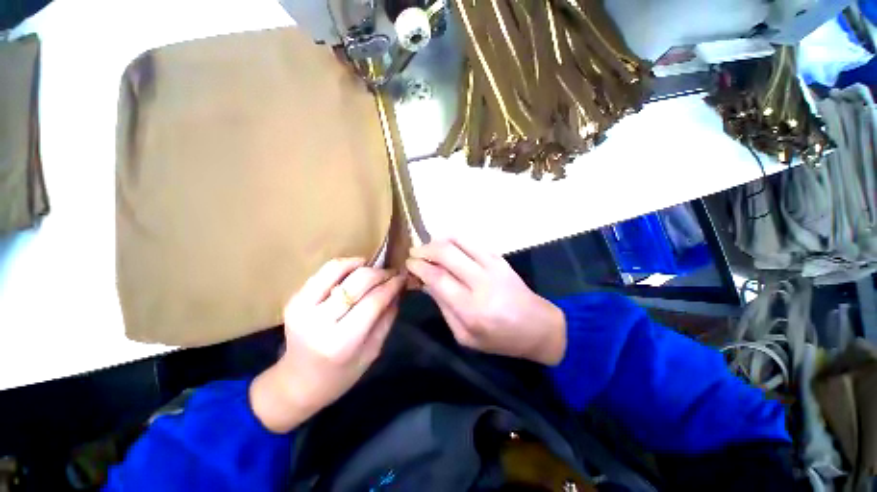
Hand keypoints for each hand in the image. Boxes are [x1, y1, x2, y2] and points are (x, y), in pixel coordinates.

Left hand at [250, 258, 405, 432]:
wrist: (297, 383)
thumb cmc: (341, 375)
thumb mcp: (372, 351)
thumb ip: (387, 317)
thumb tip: (398, 289)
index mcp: (341, 342)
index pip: (374, 301)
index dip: (392, 285)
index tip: (403, 278)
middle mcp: (319, 321)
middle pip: (357, 281)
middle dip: (380, 273)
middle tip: (391, 274)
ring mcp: (302, 307)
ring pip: (337, 268)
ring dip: (360, 264)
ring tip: (373, 268)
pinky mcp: (294, 299)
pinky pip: (323, 272)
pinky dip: (343, 266)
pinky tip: (355, 271)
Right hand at [406, 239, 565, 365]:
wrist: (537, 326)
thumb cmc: (499, 339)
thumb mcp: (465, 335)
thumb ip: (444, 307)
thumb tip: (426, 282)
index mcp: (470, 308)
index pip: (437, 277)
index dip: (419, 266)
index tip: (409, 263)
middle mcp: (481, 282)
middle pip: (446, 253)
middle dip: (425, 249)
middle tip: (415, 253)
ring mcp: (493, 266)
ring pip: (459, 241)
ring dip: (439, 240)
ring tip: (429, 248)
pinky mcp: (500, 258)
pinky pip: (472, 241)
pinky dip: (455, 240)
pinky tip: (448, 247)